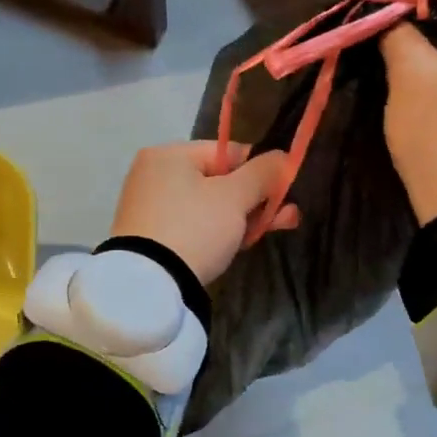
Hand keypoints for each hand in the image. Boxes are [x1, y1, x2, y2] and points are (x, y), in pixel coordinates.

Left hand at [110, 141, 300, 286]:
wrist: (149, 284)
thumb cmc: (195, 228)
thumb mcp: (234, 198)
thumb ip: (262, 173)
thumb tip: (282, 156)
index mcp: (168, 154)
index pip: (227, 152)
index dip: (260, 170)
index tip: (284, 190)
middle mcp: (153, 174)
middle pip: (218, 181)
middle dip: (256, 199)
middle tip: (288, 216)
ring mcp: (148, 206)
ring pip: (207, 206)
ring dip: (242, 217)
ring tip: (270, 231)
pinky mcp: (149, 236)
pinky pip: (191, 225)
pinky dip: (216, 232)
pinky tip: (239, 243)